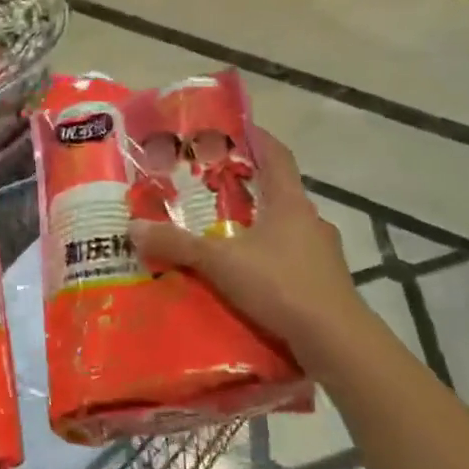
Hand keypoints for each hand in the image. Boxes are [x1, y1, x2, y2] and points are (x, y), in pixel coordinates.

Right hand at [129, 128, 371, 357]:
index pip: (276, 155)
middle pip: (279, 191)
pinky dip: (270, 258)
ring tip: (226, 234)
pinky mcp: (326, 281)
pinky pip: (292, 258)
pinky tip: (249, 276)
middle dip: (249, 186)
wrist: (335, 339)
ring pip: (286, 227)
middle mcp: (310, 219)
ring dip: (260, 226)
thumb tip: (133, 227)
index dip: (258, 138)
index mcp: (290, 202)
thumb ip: (178, 244)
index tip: (236, 129)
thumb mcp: (220, 262)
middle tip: (214, 186)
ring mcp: (322, 252)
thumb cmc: (280, 284)